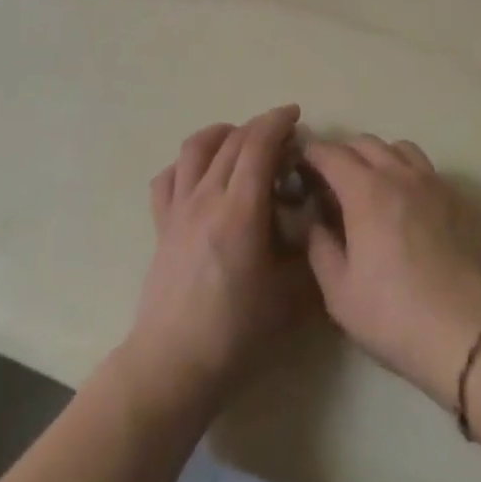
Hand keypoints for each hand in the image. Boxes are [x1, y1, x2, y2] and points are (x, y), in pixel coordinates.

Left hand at [119, 105, 316, 416]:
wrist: (174, 366)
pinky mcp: (161, 225)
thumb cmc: (236, 335)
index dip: (277, 122)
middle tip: (282, 136)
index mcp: (240, 210)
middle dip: (259, 127)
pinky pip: (169, 177)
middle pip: (232, 141)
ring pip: (196, 148)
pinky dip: (187, 164)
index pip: (258, 145)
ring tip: (240, 140)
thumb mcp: (289, 299)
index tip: (296, 115)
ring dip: (222, 134)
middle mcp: (206, 197)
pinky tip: (201, 174)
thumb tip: (319, 225)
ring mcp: (178, 208)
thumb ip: (309, 255)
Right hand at [303, 135, 480, 403]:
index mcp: (365, 190)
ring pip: (402, 149)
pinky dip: (412, 178)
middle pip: (366, 142)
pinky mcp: (463, 201)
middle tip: (334, 179)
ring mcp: (436, 184)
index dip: (312, 153)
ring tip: (375, 186)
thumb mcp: (339, 293)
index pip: (331, 153)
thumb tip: (316, 222)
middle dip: (344, 153)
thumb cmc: (396, 316)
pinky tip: (412, 208)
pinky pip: (430, 173)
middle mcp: (400, 174)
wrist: (471, 336)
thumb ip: (319, 248)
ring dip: (381, 157)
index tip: (301, 163)